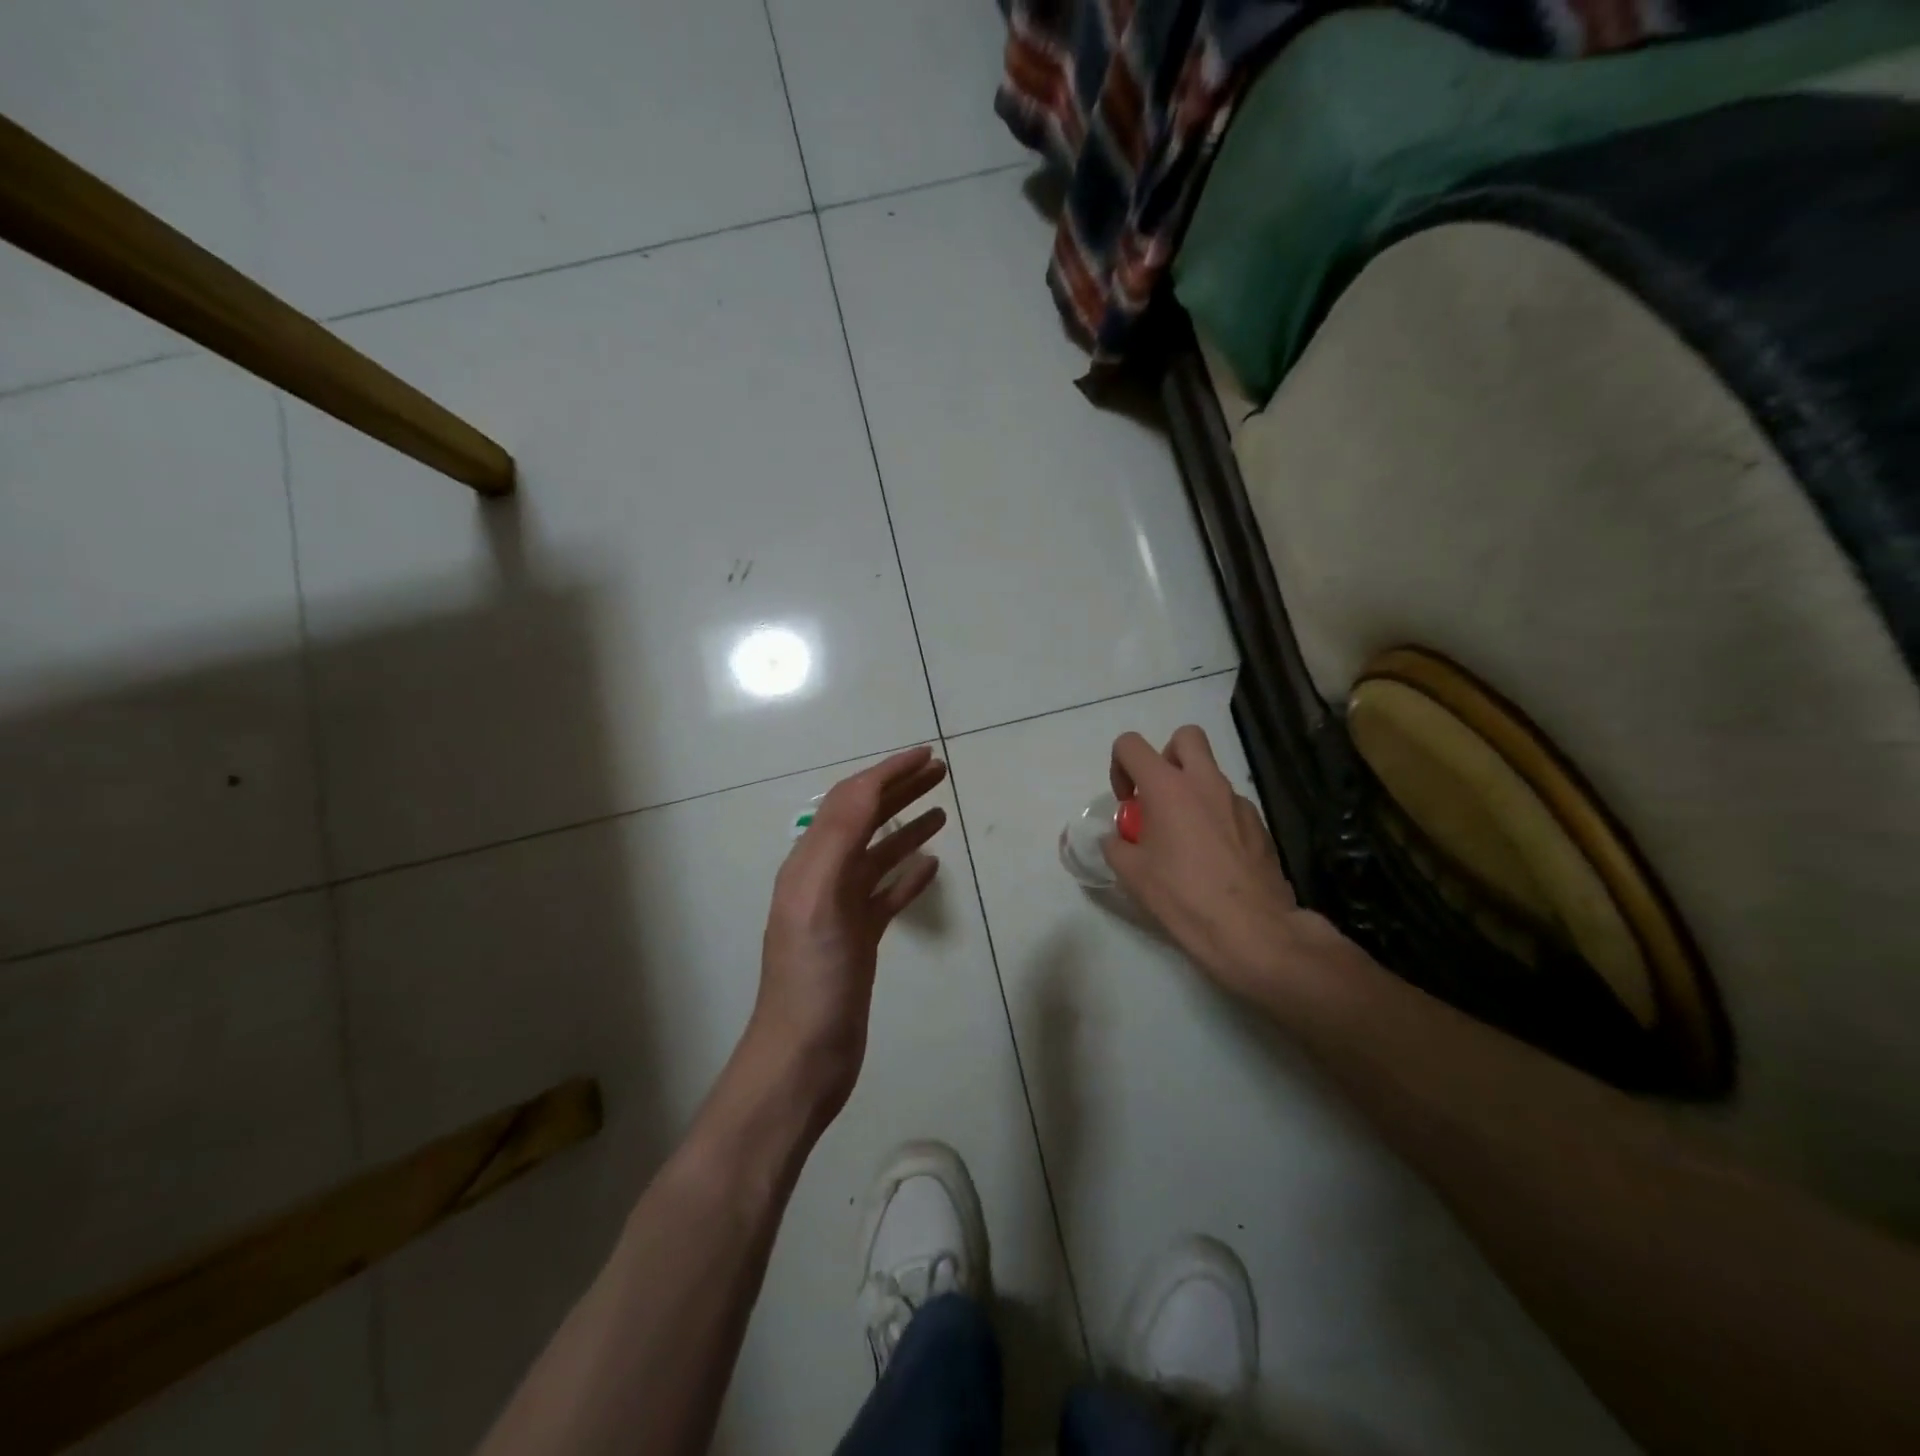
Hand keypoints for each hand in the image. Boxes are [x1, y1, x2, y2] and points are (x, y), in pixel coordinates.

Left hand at [749, 746, 946, 1120]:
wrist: (804, 1057)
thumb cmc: (813, 979)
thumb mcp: (819, 899)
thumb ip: (838, 840)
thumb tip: (866, 786)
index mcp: (810, 863)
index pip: (850, 801)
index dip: (886, 773)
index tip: (925, 755)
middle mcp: (823, 878)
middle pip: (865, 820)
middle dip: (900, 790)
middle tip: (940, 772)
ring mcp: (842, 910)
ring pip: (878, 854)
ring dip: (907, 826)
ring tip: (941, 809)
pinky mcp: (859, 938)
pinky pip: (887, 893)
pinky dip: (909, 874)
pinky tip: (932, 866)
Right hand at [1104, 726, 1351, 997]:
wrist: (1251, 929)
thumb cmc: (1182, 896)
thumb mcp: (1131, 874)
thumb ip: (1116, 845)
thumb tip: (1117, 839)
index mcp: (1168, 787)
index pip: (1131, 745)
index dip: (1119, 766)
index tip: (1126, 802)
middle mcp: (1205, 783)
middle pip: (1185, 737)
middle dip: (1166, 757)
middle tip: (1158, 796)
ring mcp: (1238, 802)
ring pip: (1211, 773)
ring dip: (1192, 790)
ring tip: (1184, 837)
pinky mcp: (1260, 825)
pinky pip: (1230, 805)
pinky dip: (1216, 817)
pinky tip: (1212, 858)